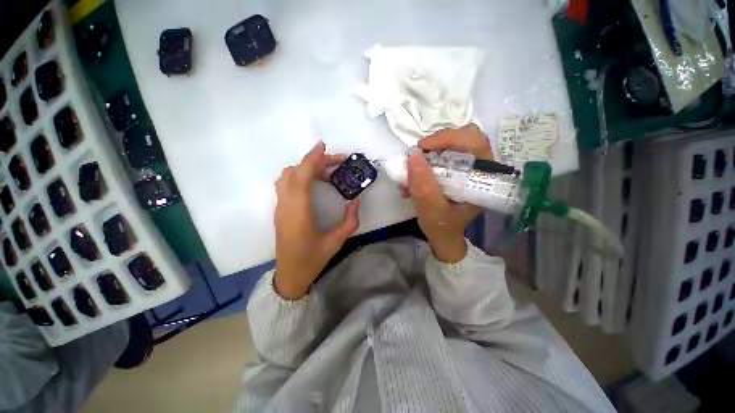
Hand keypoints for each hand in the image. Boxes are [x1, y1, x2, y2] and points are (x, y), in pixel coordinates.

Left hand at [273, 142, 359, 299]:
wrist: (290, 274)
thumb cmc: (313, 259)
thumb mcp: (337, 240)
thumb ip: (350, 220)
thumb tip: (356, 200)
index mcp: (299, 212)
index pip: (302, 176)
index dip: (312, 158)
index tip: (324, 147)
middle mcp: (286, 205)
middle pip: (295, 172)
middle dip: (315, 161)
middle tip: (336, 163)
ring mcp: (280, 207)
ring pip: (287, 176)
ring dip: (306, 168)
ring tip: (326, 173)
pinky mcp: (280, 210)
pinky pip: (286, 184)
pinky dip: (300, 176)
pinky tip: (314, 183)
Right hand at [404, 124, 493, 262]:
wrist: (443, 236)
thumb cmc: (442, 227)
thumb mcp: (431, 210)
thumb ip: (423, 186)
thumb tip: (413, 156)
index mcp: (483, 179)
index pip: (474, 143)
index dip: (448, 138)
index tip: (421, 147)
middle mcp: (480, 169)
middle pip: (465, 137)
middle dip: (438, 143)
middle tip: (419, 155)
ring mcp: (468, 168)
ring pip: (452, 144)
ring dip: (429, 153)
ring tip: (412, 172)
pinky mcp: (457, 170)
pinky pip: (442, 154)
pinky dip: (426, 161)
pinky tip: (413, 178)